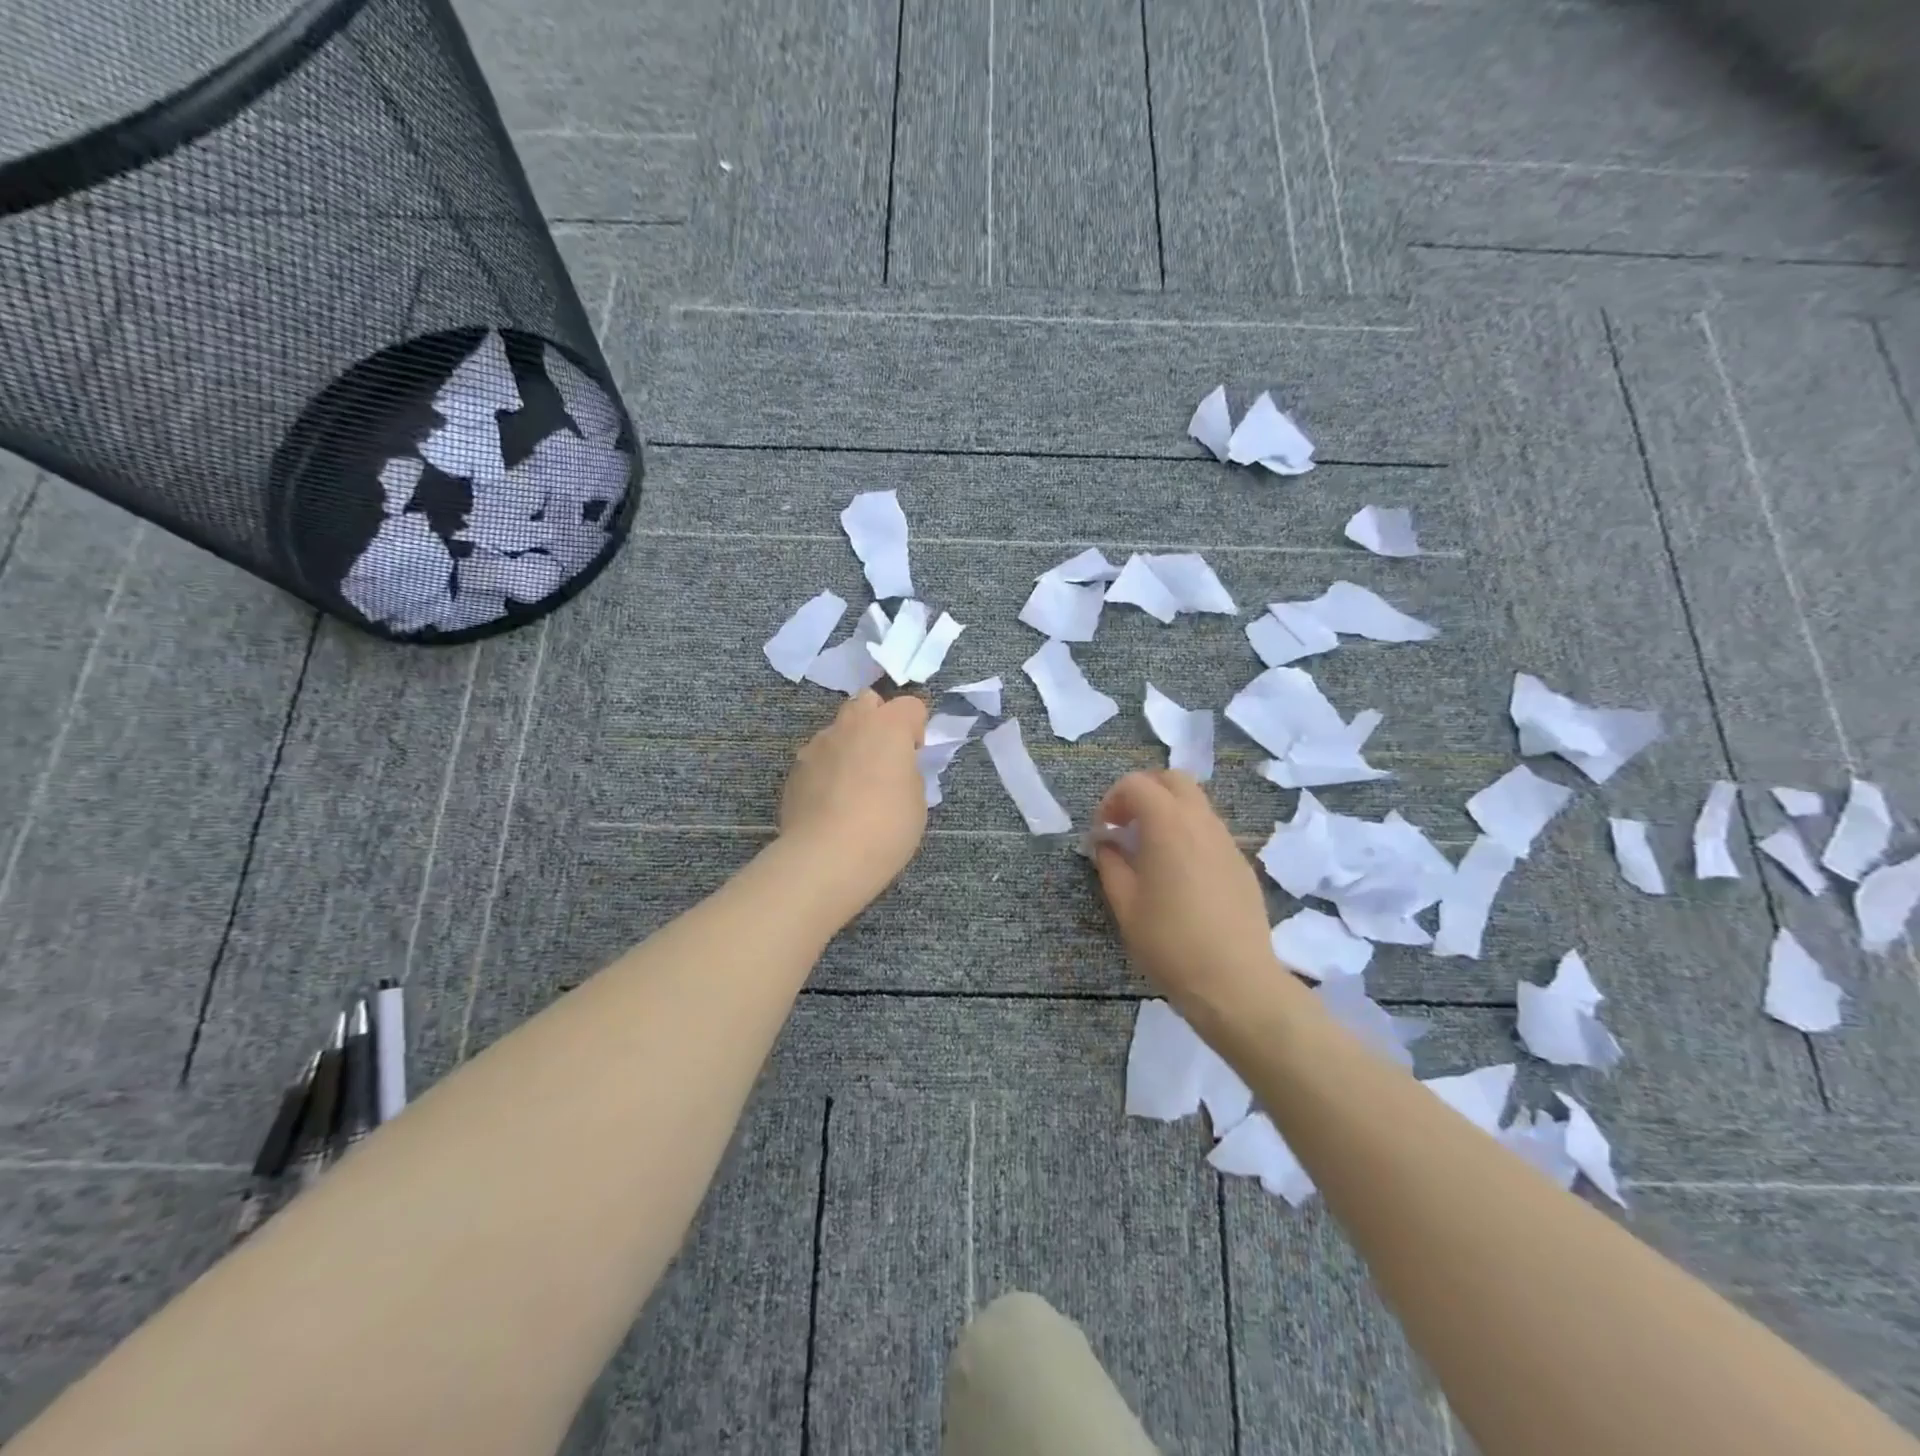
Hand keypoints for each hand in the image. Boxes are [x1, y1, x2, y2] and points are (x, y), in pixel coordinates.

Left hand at [777, 690, 929, 916]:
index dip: (917, 727)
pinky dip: (828, 769)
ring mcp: (818, 744)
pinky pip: (819, 757)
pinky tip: (832, 802)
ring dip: (851, 744)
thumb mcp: (917, 802)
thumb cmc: (885, 828)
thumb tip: (896, 770)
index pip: (910, 705)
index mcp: (888, 726)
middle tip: (885, 758)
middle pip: (868, 702)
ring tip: (854, 784)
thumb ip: (908, 774)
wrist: (826, 857)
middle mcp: (851, 724)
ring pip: (839, 729)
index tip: (915, 755)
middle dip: (879, 721)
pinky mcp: (796, 768)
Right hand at [1091, 771, 1288, 1021]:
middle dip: (1144, 792)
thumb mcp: (1125, 905)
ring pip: (1196, 803)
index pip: (1136, 784)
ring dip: (1168, 811)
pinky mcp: (1241, 864)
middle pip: (1173, 779)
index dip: (1112, 800)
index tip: (1103, 832)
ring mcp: (1227, 841)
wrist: (1236, 982)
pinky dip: (1188, 833)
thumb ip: (1110, 864)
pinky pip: (1211, 830)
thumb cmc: (1170, 943)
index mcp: (1168, 825)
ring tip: (1150, 850)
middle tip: (1126, 825)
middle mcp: (1201, 822)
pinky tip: (1179, 874)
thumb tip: (1107, 843)